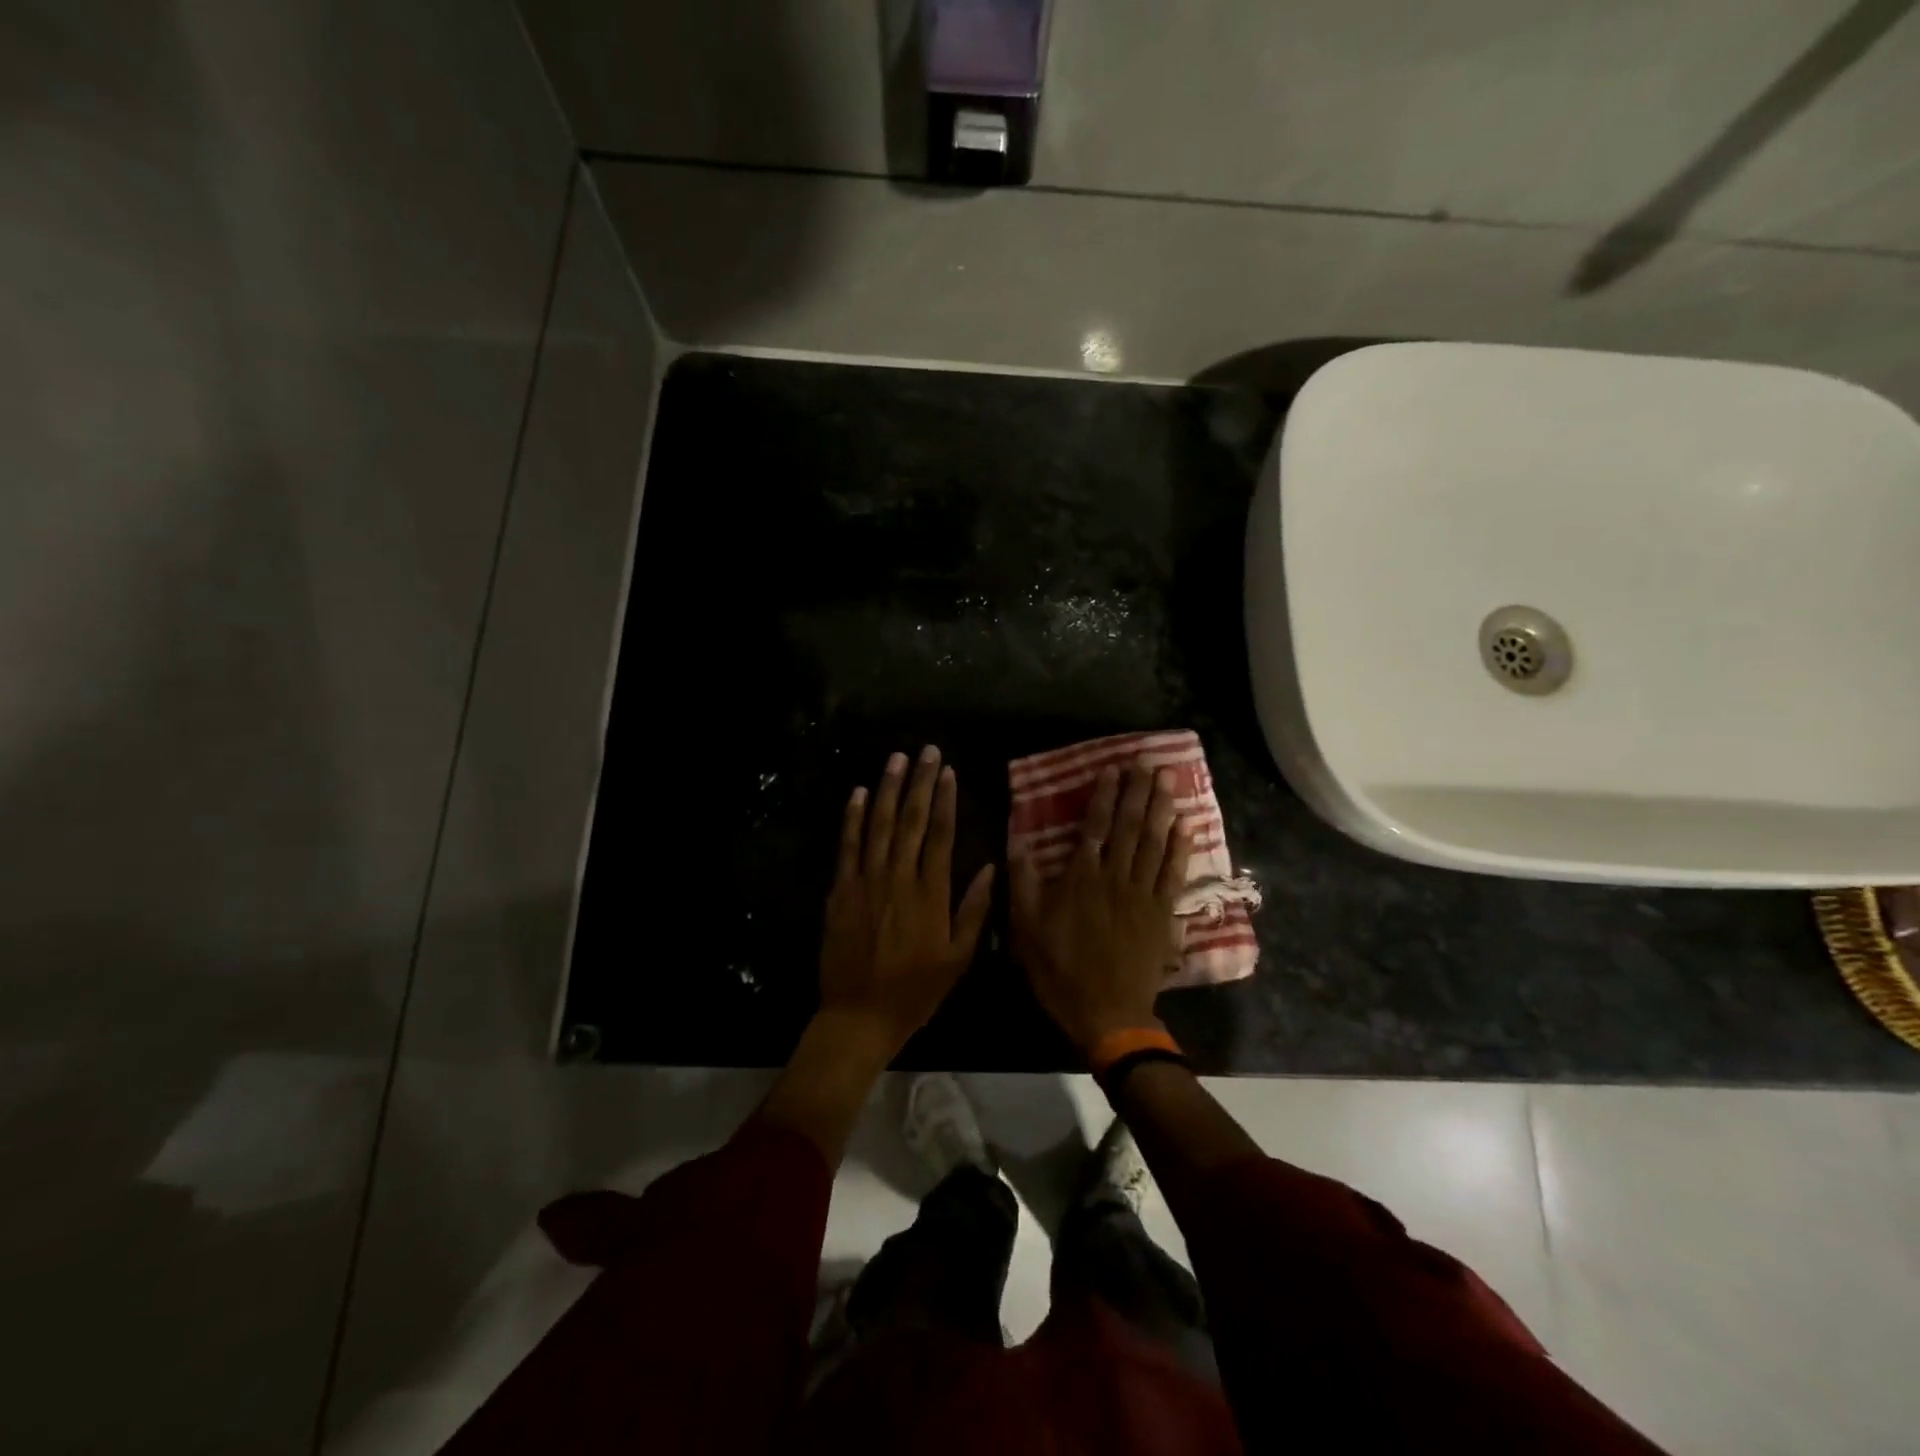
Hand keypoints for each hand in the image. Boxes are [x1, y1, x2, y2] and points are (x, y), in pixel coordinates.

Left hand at [818, 745, 994, 1058]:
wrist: (859, 1015)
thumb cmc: (915, 990)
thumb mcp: (958, 958)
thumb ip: (974, 911)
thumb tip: (990, 868)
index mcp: (931, 893)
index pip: (940, 835)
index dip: (945, 800)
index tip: (948, 771)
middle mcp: (899, 878)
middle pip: (910, 820)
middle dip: (919, 782)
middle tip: (925, 750)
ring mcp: (866, 881)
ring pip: (878, 825)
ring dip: (887, 789)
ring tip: (895, 759)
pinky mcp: (841, 890)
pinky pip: (847, 846)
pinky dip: (852, 817)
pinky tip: (858, 793)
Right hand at [1010, 763, 1191, 1055]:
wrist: (1108, 1013)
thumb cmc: (1061, 970)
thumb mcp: (1027, 928)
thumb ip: (1023, 883)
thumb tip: (1018, 843)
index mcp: (1081, 878)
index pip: (1094, 827)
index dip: (1103, 797)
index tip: (1112, 770)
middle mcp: (1114, 877)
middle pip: (1129, 826)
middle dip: (1137, 792)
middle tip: (1147, 763)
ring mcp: (1142, 894)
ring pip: (1153, 842)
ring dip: (1160, 808)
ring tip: (1167, 780)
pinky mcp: (1162, 914)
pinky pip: (1172, 873)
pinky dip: (1179, 847)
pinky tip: (1184, 825)